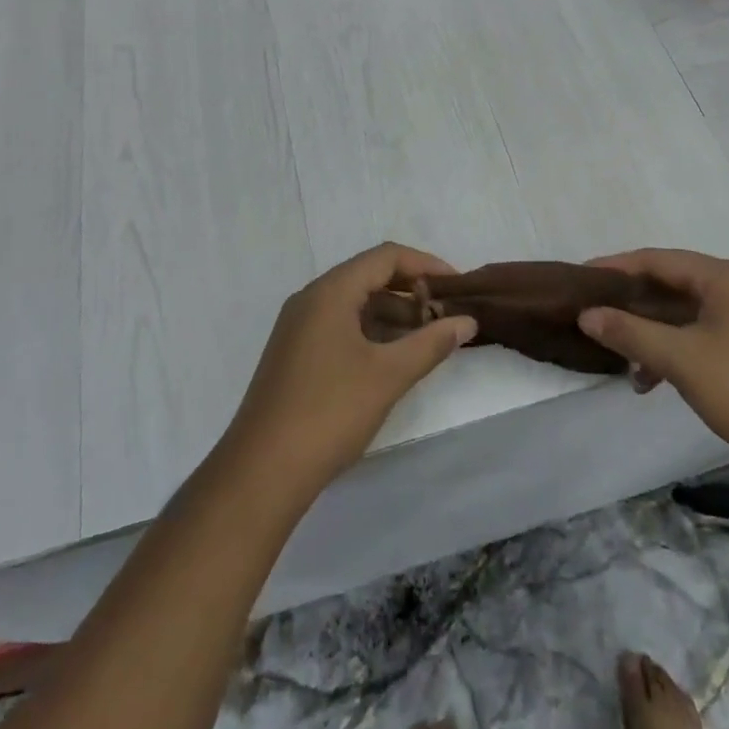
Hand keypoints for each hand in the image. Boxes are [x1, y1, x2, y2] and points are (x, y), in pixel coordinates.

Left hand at [222, 243, 476, 497]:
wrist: (261, 471)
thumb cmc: (329, 412)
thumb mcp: (388, 375)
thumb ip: (431, 343)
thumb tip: (467, 321)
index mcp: (331, 291)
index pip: (385, 257)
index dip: (425, 265)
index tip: (456, 286)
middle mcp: (312, 299)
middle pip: (369, 277)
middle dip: (411, 292)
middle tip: (446, 315)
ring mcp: (299, 327)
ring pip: (355, 304)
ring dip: (392, 315)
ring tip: (428, 339)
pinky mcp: (295, 354)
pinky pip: (341, 326)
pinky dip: (371, 333)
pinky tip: (394, 358)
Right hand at [577, 249, 728, 489]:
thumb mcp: (682, 360)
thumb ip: (630, 333)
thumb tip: (586, 314)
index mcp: (719, 277)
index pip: (654, 259)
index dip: (613, 268)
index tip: (578, 280)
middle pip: (667, 285)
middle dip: (629, 305)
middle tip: (591, 319)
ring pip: (681, 315)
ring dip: (649, 334)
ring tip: (622, 365)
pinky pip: (698, 337)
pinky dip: (672, 352)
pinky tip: (654, 381)